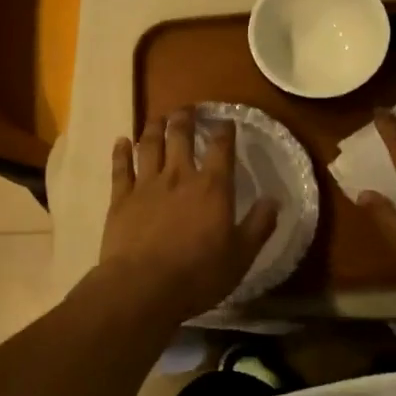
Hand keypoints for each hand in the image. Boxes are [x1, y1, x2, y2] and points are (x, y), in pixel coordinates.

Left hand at [98, 108, 279, 323]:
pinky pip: (120, 167)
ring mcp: (147, 184)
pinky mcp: (121, 198)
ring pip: (150, 145)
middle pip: (180, 136)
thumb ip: (258, 225)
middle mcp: (179, 176)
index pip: (222, 148)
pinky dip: (121, 152)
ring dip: (154, 128)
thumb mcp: (241, 255)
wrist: (143, 286)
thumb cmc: (198, 274)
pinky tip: (121, 141)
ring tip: (158, 118)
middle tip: (187, 109)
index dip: (224, 131)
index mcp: (212, 187)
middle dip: (185, 119)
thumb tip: (275, 200)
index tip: (226, 122)